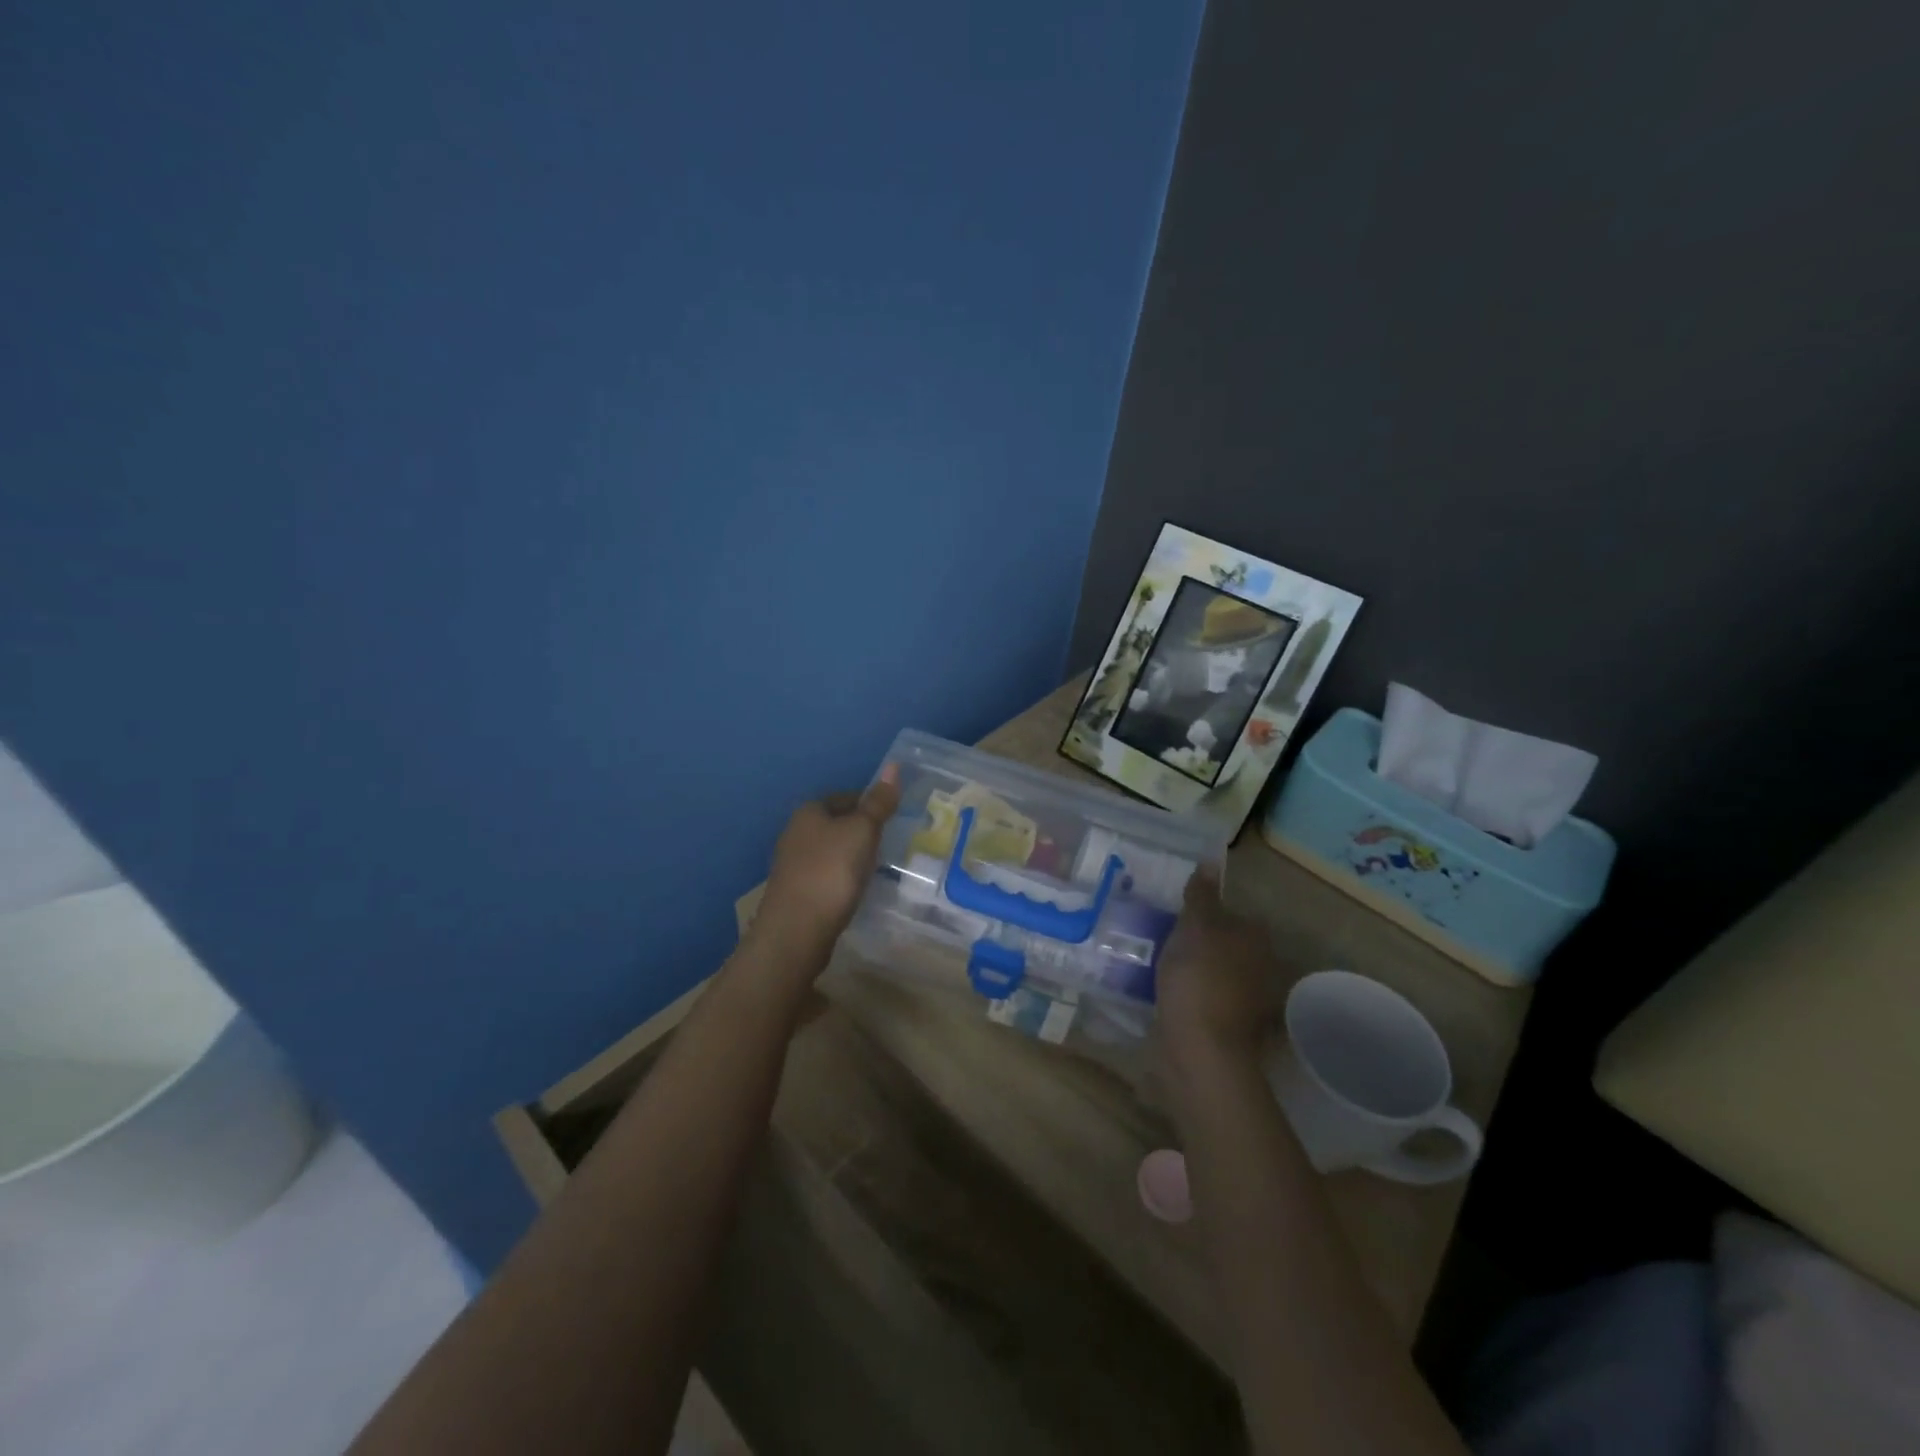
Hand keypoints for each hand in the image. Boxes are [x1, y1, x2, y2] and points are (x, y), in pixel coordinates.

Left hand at [752, 764, 900, 952]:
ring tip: (877, 867)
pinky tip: (855, 889)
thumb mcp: (862, 831)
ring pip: (830, 850)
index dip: (870, 804)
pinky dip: (841, 877)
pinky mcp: (795, 892)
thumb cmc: (832, 870)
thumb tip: (893, 766)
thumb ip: (878, 802)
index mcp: (810, 811)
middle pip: (836, 823)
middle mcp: (795, 832)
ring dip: (850, 855)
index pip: (846, 797)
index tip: (893, 818)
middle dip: (860, 830)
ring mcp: (792, 864)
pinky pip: (825, 875)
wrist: (797, 930)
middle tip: (890, 842)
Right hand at [1156, 866, 1282, 1073]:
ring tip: (1155, 963)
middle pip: (1225, 945)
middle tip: (1161, 935)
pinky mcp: (1226, 1028)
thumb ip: (1202, 895)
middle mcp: (1260, 968)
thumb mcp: (1195, 926)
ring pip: (1215, 974)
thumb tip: (1212, 860)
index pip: (1233, 916)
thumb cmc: (1198, 977)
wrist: (1199, 1049)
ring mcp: (1246, 1002)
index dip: (1205, 914)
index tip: (1175, 915)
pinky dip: (1188, 996)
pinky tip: (1163, 993)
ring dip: (1192, 970)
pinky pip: (1204, 1000)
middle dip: (1200, 943)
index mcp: (1256, 940)